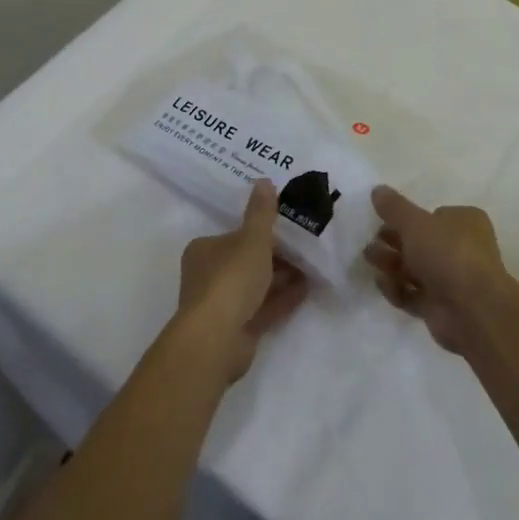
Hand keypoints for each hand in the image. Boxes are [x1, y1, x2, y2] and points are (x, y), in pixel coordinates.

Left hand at [176, 180, 310, 381]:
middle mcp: (209, 275)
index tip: (290, 230)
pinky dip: (283, 298)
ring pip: (257, 286)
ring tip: (313, 268)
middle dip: (277, 257)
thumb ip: (261, 213)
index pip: (237, 236)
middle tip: (307, 249)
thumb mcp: (252, 239)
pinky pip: (264, 308)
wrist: (217, 339)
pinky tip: (307, 290)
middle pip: (248, 261)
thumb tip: (263, 180)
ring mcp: (223, 305)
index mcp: (205, 250)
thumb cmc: (231, 279)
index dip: (264, 234)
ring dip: (283, 278)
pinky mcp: (237, 329)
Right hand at [362, 185, 508, 355]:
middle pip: (420, 243)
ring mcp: (452, 280)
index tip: (382, 220)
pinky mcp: (441, 306)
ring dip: (391, 264)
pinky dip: (397, 289)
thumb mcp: (415, 223)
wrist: (472, 310)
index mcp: (465, 222)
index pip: (433, 216)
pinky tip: (383, 284)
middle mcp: (462, 248)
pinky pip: (414, 294)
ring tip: (370, 261)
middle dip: (393, 243)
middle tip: (370, 244)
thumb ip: (394, 208)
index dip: (407, 219)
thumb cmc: (447, 253)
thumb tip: (377, 189)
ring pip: (415, 269)